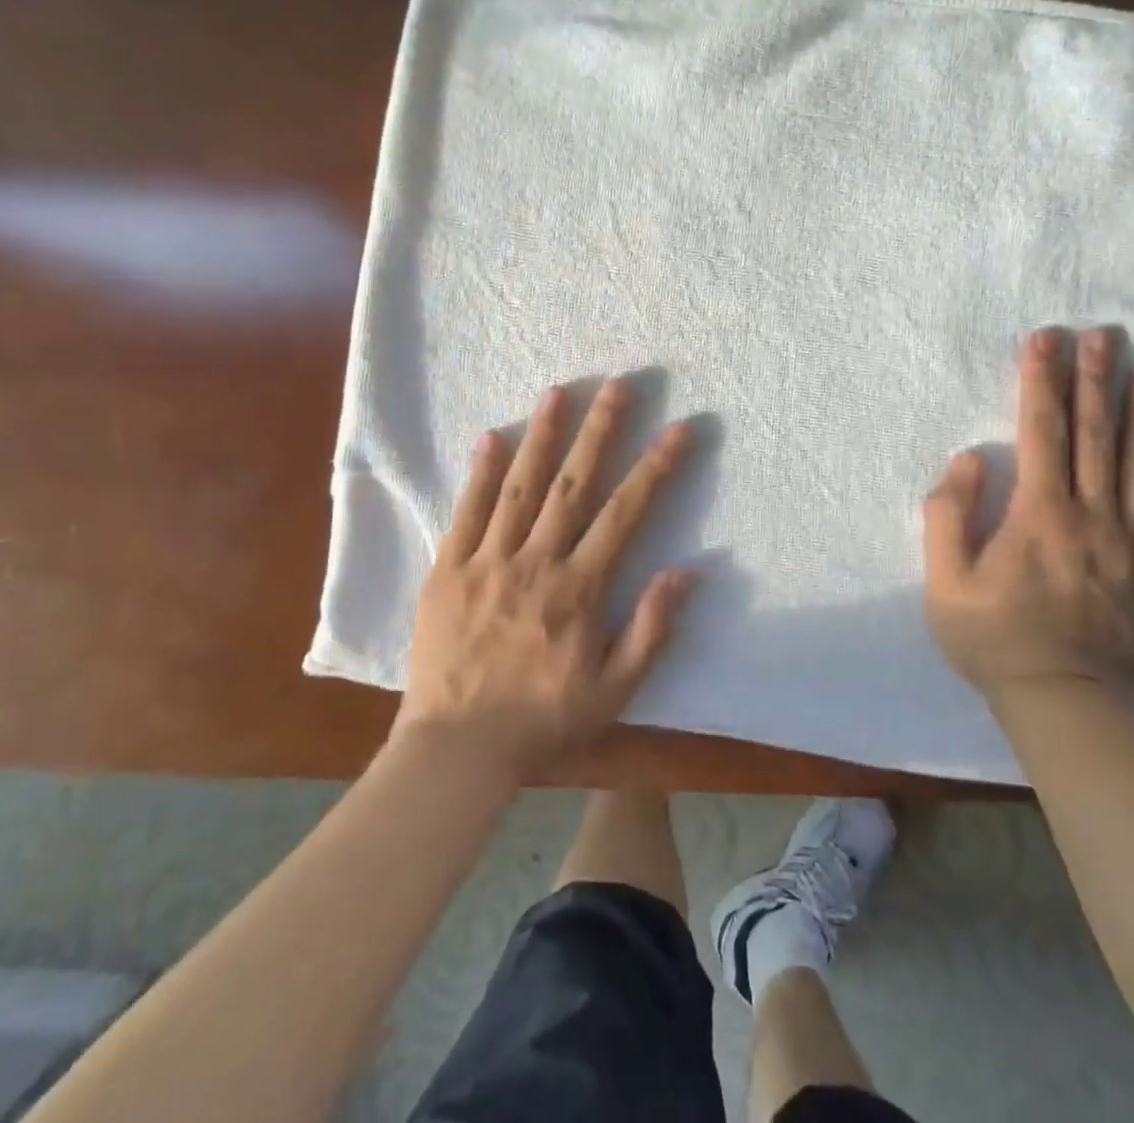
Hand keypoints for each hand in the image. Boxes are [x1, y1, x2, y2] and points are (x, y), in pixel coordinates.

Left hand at [397, 380, 694, 782]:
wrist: (457, 749)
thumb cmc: (542, 720)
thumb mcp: (614, 689)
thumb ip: (651, 629)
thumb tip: (685, 571)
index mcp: (579, 588)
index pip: (626, 513)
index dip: (655, 467)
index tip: (678, 428)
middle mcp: (536, 561)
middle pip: (573, 484)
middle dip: (600, 430)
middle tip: (617, 384)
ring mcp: (488, 560)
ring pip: (520, 486)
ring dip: (542, 435)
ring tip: (559, 391)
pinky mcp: (448, 569)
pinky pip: (466, 512)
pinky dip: (480, 472)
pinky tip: (491, 436)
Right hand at [923, 326, 1133, 714]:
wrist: (1064, 704)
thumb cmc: (993, 640)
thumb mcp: (945, 583)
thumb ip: (949, 516)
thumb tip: (970, 459)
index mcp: (1039, 516)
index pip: (1041, 432)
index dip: (1041, 381)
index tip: (1044, 340)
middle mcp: (1092, 517)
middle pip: (1096, 435)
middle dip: (1096, 379)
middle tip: (1103, 334)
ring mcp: (1133, 543)